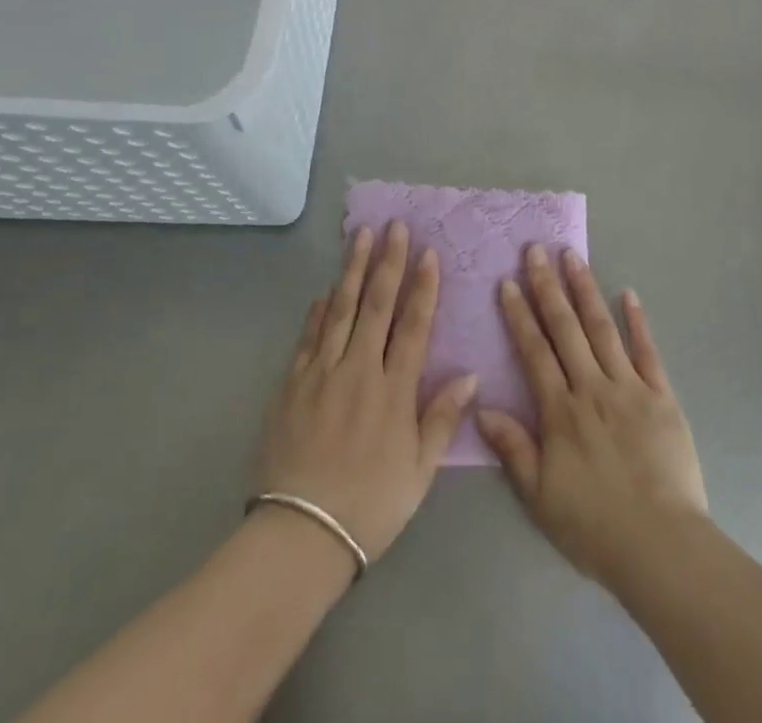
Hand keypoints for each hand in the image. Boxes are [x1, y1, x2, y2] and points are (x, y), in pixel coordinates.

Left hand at [255, 222, 477, 567]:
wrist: (299, 535)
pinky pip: (308, 336)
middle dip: (388, 262)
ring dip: (352, 269)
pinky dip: (318, 310)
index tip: (428, 252)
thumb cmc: (369, 506)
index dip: (423, 286)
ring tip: (360, 236)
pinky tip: (325, 289)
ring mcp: (321, 373)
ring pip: (340, 309)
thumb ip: (442, 419)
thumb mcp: (419, 472)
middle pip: (376, 304)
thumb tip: (470, 375)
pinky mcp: (291, 384)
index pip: (413, 325)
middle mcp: (359, 370)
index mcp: (394, 390)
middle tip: (394, 226)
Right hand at [477, 246, 707, 589]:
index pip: (534, 351)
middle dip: (548, 287)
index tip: (509, 282)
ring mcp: (629, 387)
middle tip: (536, 250)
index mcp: (561, 411)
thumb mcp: (540, 497)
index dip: (520, 315)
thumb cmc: (594, 525)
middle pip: (566, 329)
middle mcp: (592, 387)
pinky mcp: (662, 396)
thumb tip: (482, 407)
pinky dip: (638, 321)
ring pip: (602, 329)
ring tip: (573, 257)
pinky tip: (629, 294)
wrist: (661, 544)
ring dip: (586, 290)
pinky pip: (647, 351)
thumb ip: (513, 448)